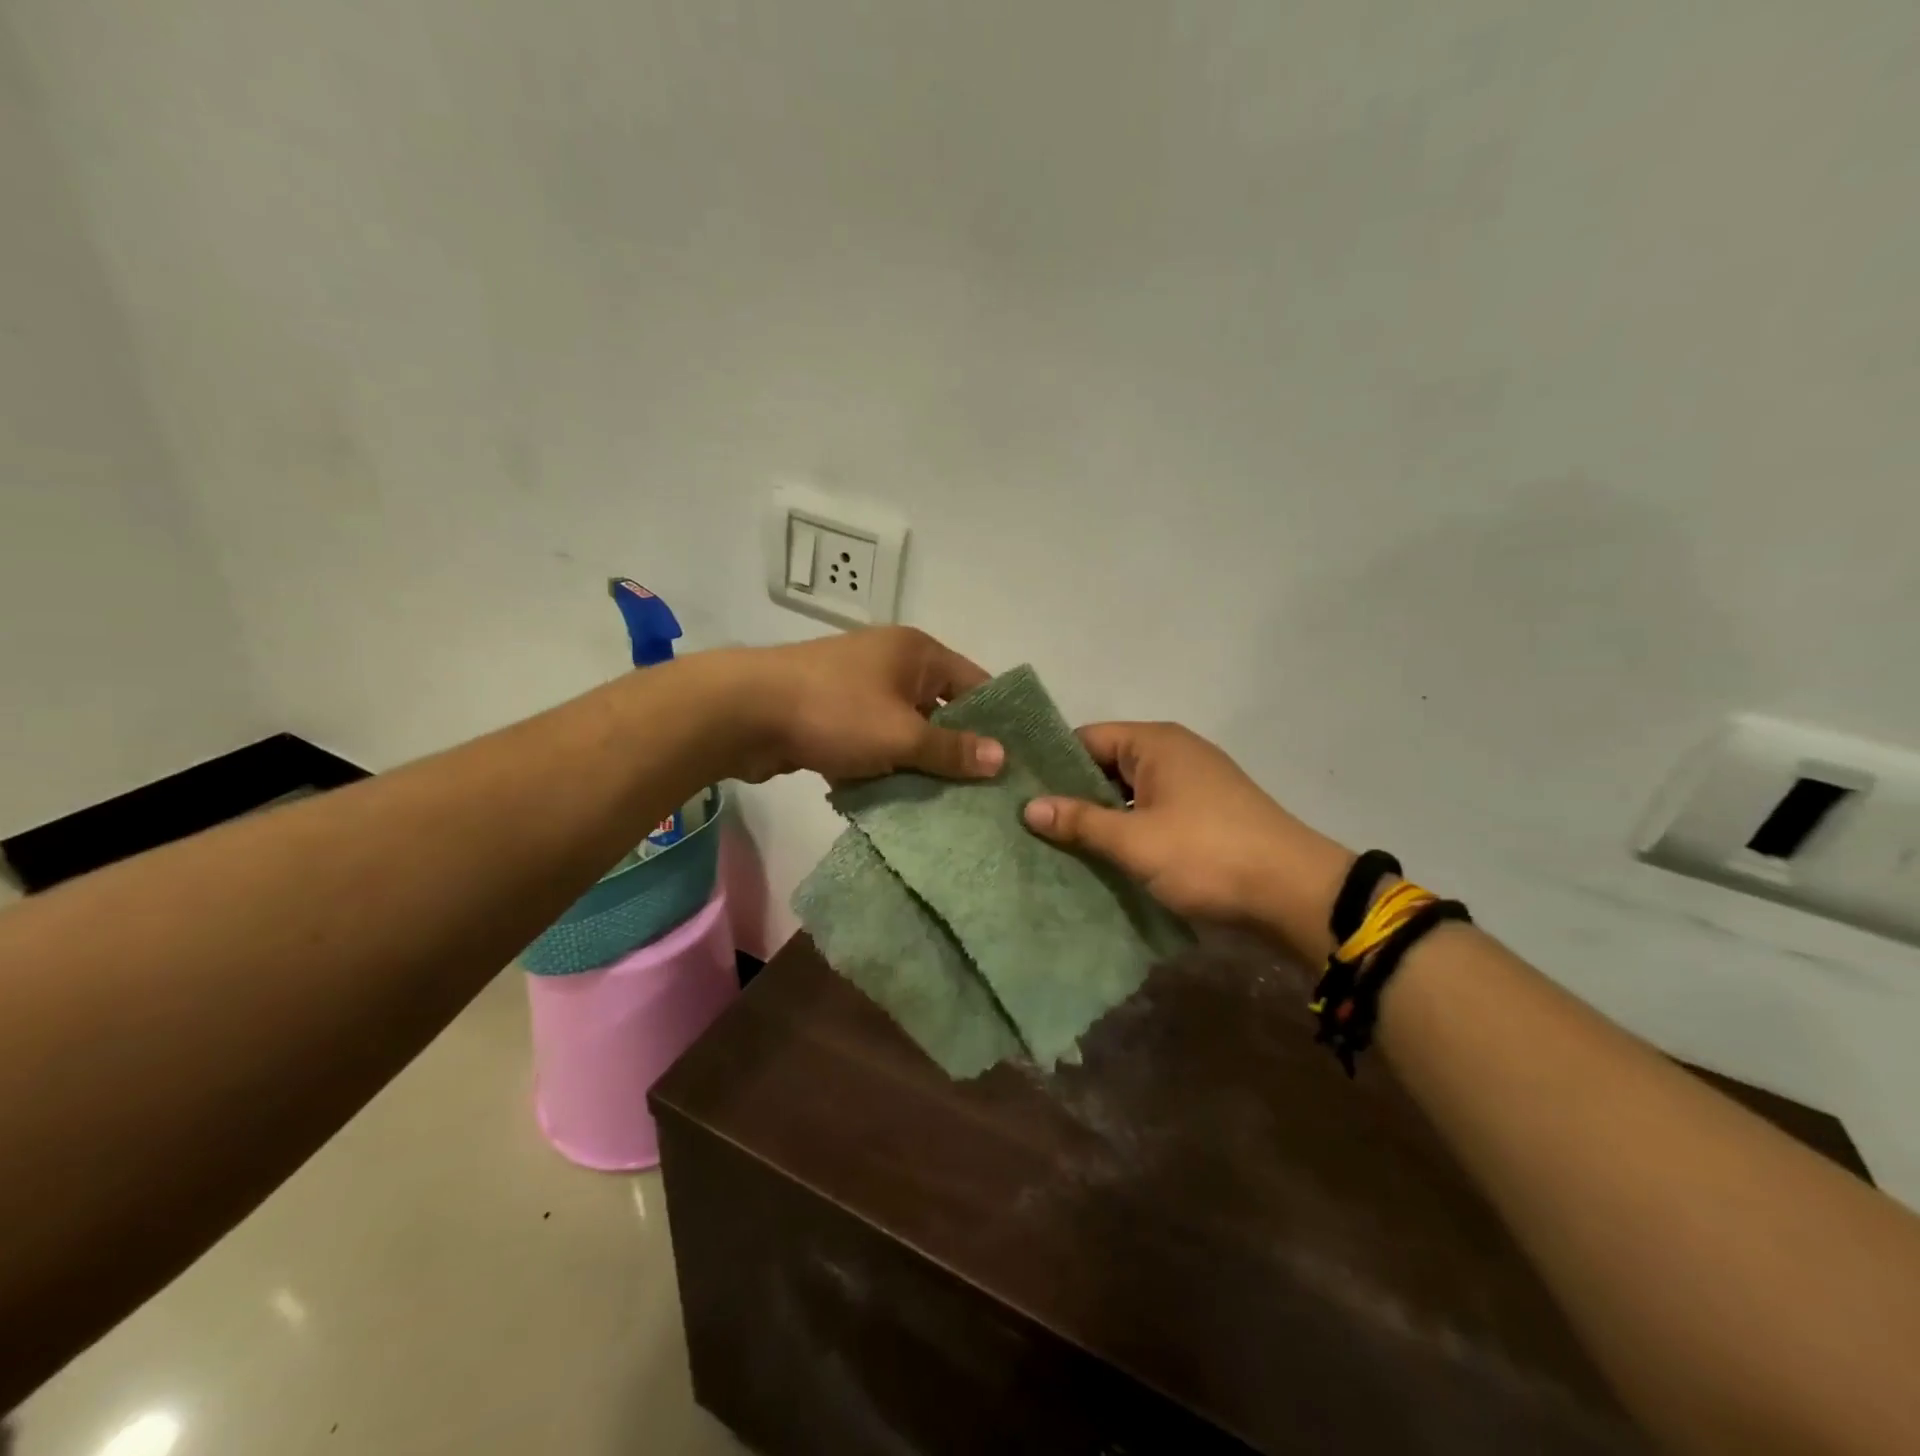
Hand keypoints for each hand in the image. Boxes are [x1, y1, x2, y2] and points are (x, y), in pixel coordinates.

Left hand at [723, 628, 1004, 783]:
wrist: (743, 712)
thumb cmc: (835, 712)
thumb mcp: (901, 734)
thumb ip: (951, 749)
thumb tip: (1001, 758)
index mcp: (918, 653)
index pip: (976, 683)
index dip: (997, 722)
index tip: (1015, 764)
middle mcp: (893, 664)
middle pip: (940, 710)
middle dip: (957, 750)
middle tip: (985, 795)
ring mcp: (860, 690)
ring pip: (905, 732)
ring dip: (918, 765)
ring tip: (949, 808)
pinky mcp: (833, 717)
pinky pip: (873, 744)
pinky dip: (883, 768)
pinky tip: (898, 804)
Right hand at [1022, 722, 1353, 959]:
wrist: (1296, 895)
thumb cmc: (1208, 855)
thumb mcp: (1136, 840)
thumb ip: (1080, 821)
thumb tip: (1029, 807)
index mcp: (1155, 743)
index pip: (1087, 738)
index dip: (1052, 764)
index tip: (1017, 792)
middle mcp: (1174, 753)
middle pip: (1107, 765)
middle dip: (1072, 795)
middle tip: (1029, 824)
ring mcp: (1193, 785)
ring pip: (1129, 794)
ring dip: (1100, 818)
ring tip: (1056, 845)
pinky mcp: (1204, 816)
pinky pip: (1151, 813)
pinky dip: (1128, 831)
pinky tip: (1101, 857)